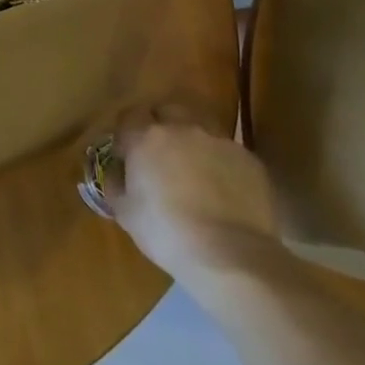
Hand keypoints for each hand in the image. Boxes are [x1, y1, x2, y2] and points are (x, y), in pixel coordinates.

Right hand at [96, 103, 281, 282]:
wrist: (230, 254)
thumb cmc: (165, 231)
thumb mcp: (124, 212)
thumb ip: (116, 184)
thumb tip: (117, 174)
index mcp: (144, 138)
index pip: (129, 116)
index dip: (126, 133)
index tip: (126, 154)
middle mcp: (181, 129)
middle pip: (167, 110)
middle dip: (160, 124)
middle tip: (160, 152)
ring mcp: (218, 141)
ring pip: (201, 126)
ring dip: (192, 139)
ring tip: (193, 166)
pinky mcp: (249, 159)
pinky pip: (227, 151)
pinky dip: (220, 162)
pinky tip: (222, 188)